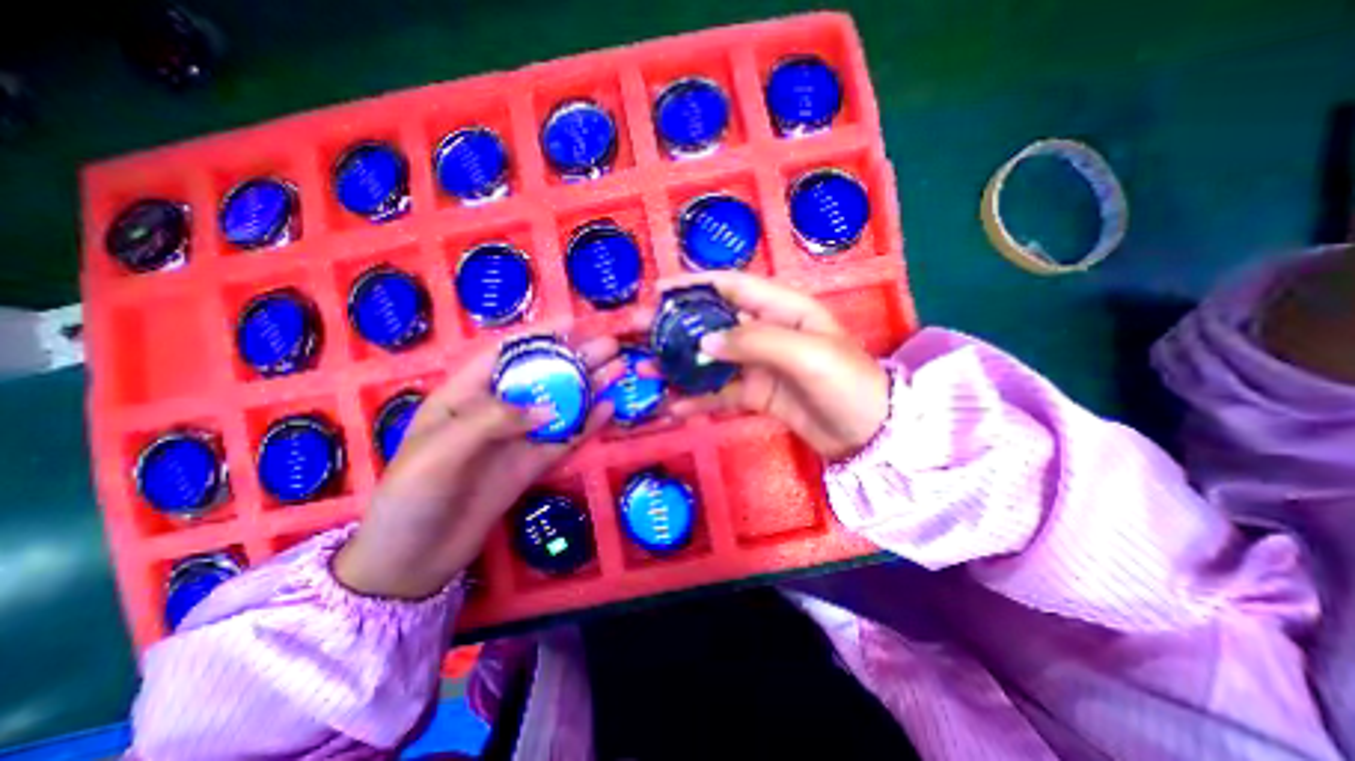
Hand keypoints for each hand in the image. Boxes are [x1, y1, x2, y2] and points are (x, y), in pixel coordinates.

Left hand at [333, 340, 617, 599]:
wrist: (413, 560)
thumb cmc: (412, 496)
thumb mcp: (440, 451)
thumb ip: (493, 422)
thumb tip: (550, 407)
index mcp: (464, 395)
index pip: (506, 354)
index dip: (540, 336)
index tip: (574, 324)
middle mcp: (496, 410)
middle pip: (542, 377)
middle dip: (575, 359)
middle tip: (611, 346)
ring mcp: (518, 438)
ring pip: (560, 405)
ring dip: (589, 387)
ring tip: (619, 370)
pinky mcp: (532, 463)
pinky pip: (564, 439)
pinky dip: (587, 424)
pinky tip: (609, 410)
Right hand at [667, 274, 897, 461]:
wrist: (870, 434)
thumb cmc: (846, 382)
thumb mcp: (805, 353)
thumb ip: (754, 342)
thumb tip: (703, 343)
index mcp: (782, 309)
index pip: (732, 287)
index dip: (695, 285)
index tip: (659, 291)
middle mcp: (766, 332)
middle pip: (714, 323)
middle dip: (677, 327)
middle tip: (640, 334)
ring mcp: (759, 365)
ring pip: (712, 359)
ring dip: (681, 365)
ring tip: (647, 371)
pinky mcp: (756, 395)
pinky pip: (721, 393)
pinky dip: (698, 400)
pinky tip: (674, 407)